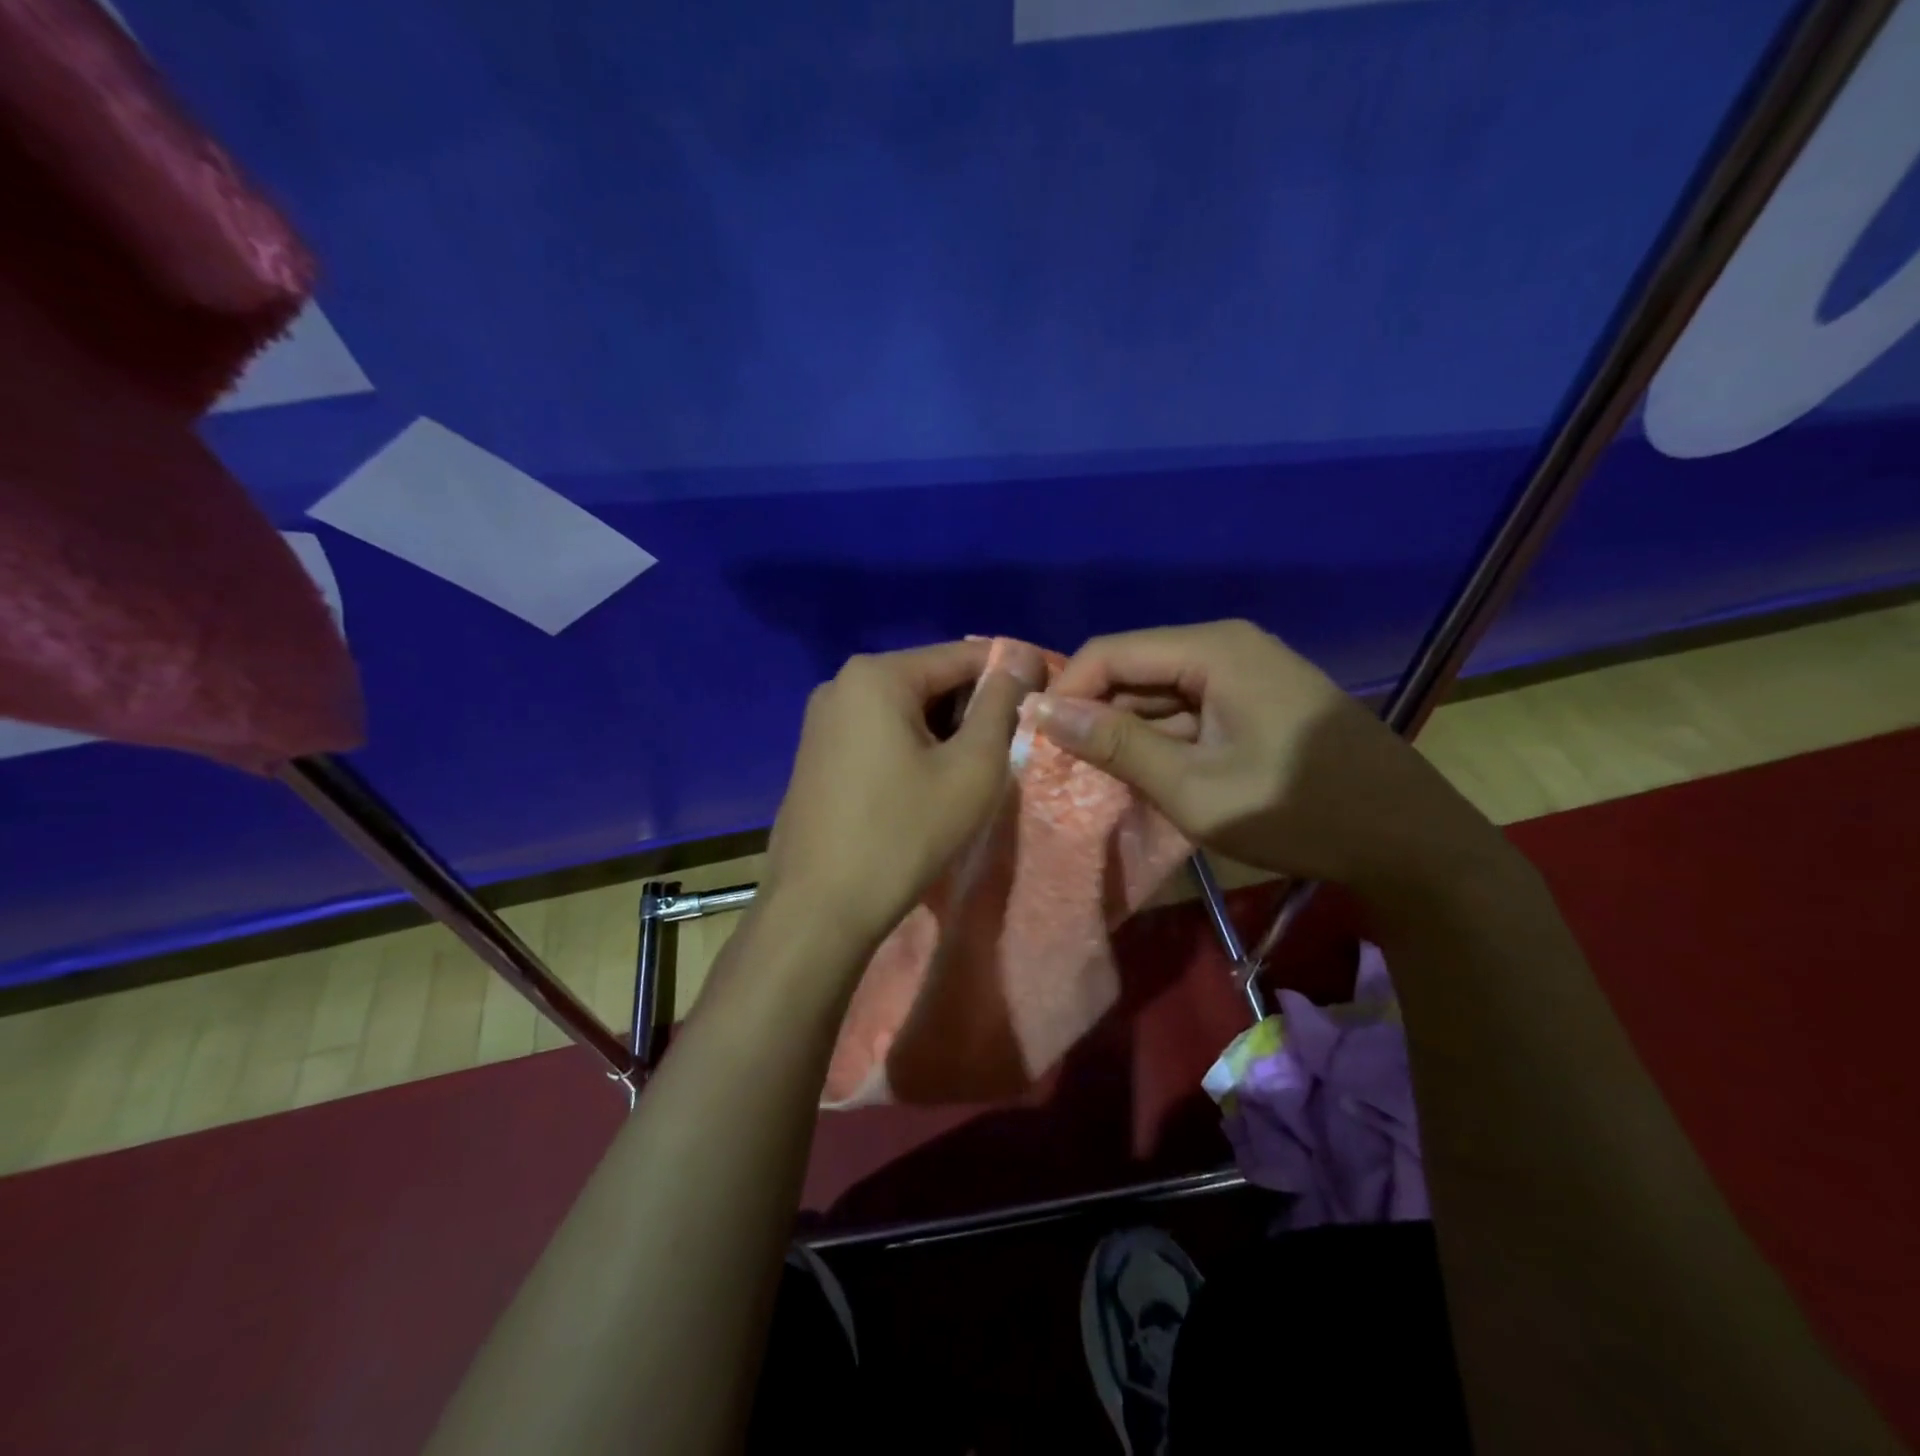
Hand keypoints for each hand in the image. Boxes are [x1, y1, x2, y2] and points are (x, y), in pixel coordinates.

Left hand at [761, 640, 1045, 956]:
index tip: (1044, 704)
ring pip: (905, 709)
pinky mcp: (816, 754)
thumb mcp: (972, 768)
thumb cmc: (904, 833)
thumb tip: (1023, 656)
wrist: (819, 908)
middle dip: (973, 709)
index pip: (965, 655)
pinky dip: (911, 748)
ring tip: (968, 775)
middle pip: (931, 680)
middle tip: (1006, 752)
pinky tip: (925, 788)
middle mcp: (842, 683)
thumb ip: (1002, 705)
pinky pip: (878, 733)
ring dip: (944, 733)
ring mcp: (822, 720)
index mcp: (878, 674)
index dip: (1012, 675)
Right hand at [1034, 620, 1494, 891]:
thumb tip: (1041, 711)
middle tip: (1062, 767)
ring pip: (1160, 690)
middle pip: (1135, 666)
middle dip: (1095, 713)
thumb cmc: (1299, 812)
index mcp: (1213, 650)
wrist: (1409, 841)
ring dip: (1126, 730)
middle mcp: (1227, 645)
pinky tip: (1146, 774)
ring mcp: (1247, 671)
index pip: (1110, 652)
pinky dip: (1162, 738)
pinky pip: (1190, 708)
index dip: (1066, 692)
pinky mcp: (1257, 699)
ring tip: (1095, 777)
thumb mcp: (1195, 787)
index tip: (1040, 743)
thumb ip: (1117, 745)